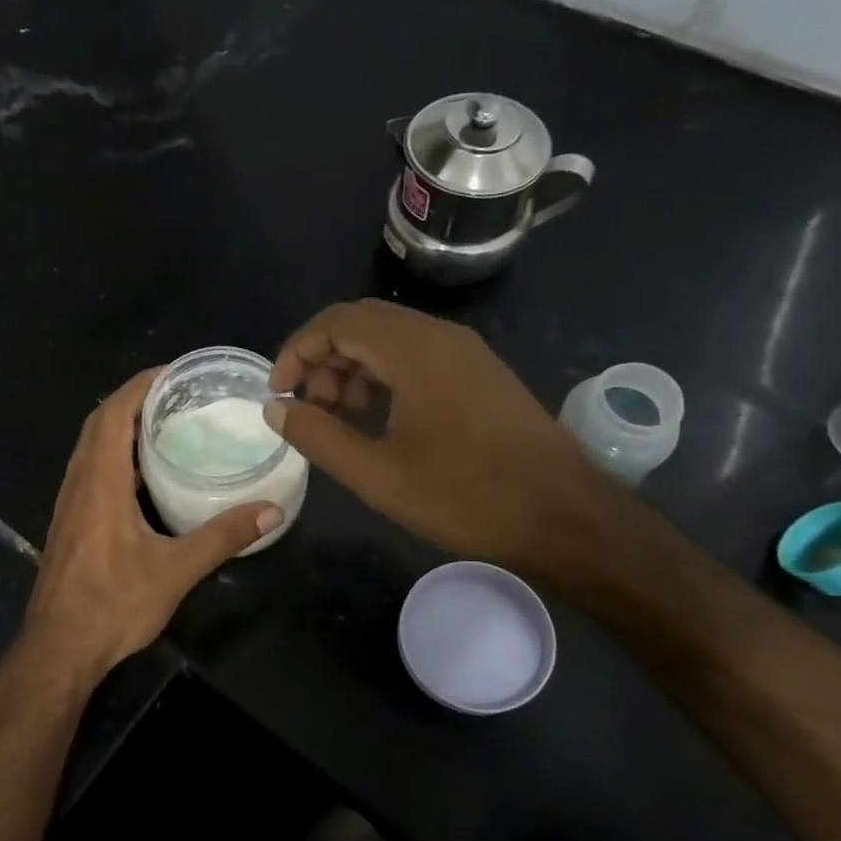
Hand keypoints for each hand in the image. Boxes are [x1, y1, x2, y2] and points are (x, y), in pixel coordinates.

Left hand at [20, 368, 283, 685]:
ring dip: (122, 427)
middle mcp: (79, 482)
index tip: (173, 372)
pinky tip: (145, 475)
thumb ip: (223, 536)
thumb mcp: (176, 570)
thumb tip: (272, 510)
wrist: (59, 647)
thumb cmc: (113, 604)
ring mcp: (70, 503)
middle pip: (100, 423)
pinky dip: (115, 456)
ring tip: (165, 425)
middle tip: (177, 396)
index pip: (114, 413)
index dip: (140, 386)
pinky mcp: (70, 522)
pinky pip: (91, 470)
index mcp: (100, 481)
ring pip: (92, 447)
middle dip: (134, 400)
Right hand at [265, 299, 612, 582]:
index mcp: (415, 349)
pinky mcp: (481, 375)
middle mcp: (441, 336)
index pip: (337, 322)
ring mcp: (467, 354)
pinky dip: (384, 378)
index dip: (297, 351)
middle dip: (322, 360)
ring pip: (390, 340)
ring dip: (352, 370)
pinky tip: (378, 420)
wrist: (564, 518)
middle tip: (307, 409)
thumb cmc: (465, 496)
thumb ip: (317, 435)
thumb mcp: (377, 474)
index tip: (279, 393)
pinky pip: (418, 358)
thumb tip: (276, 408)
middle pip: (362, 324)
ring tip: (337, 419)